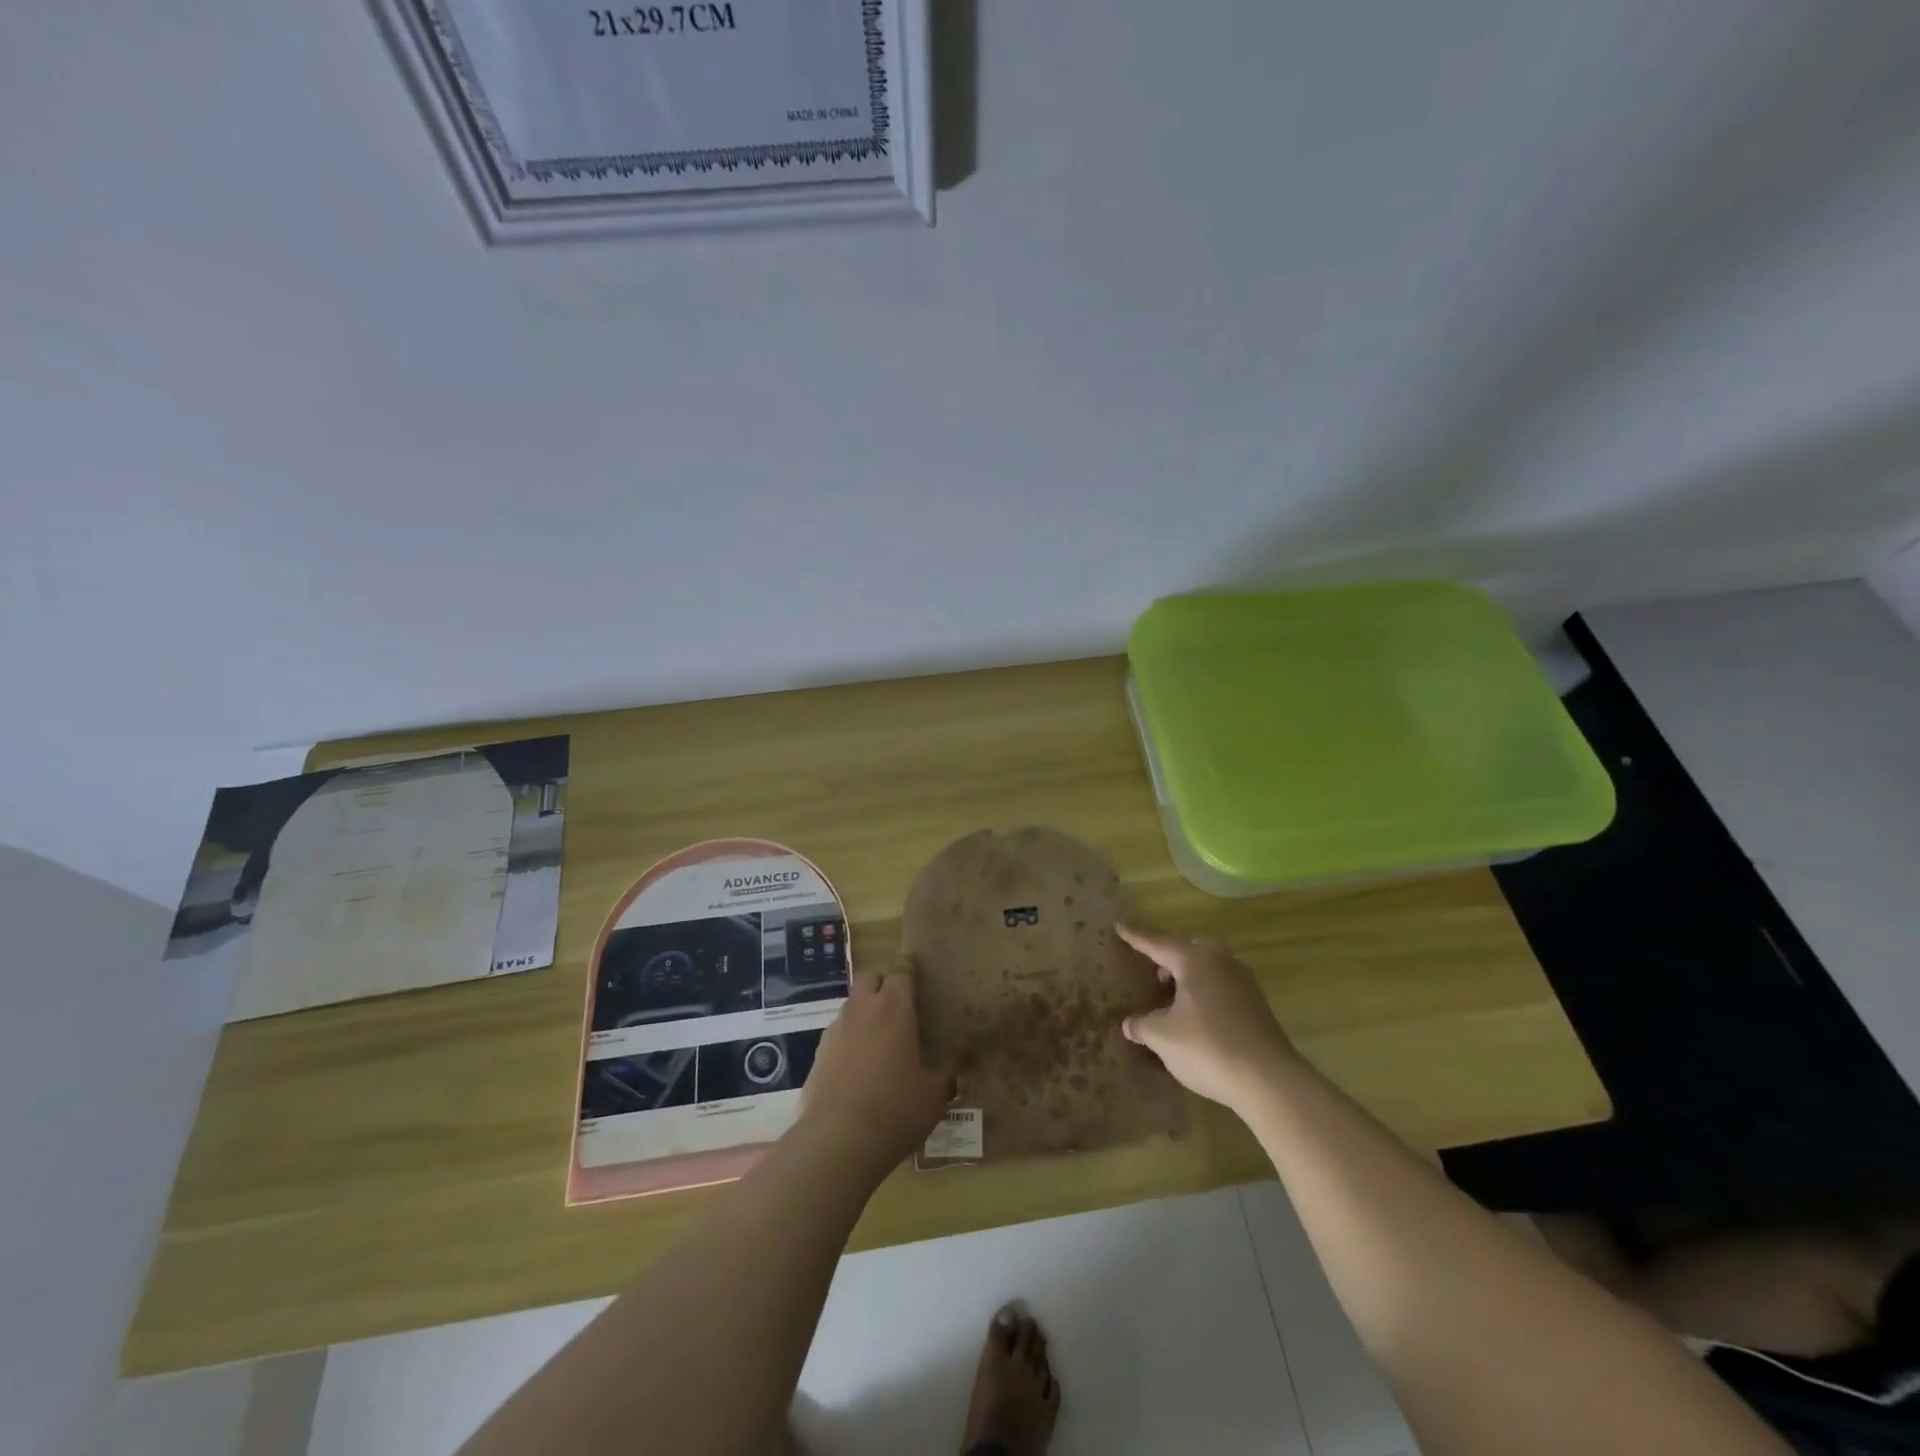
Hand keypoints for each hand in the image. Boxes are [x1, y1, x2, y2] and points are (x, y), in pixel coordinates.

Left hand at [800, 960, 952, 1178]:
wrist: (837, 1141)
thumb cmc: (895, 1109)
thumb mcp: (932, 1097)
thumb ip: (942, 1079)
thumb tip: (950, 1077)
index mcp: (894, 1008)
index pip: (902, 971)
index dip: (910, 968)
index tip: (917, 969)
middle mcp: (862, 1010)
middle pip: (870, 978)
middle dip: (883, 983)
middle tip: (899, 1005)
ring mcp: (835, 1031)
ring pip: (851, 1006)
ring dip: (865, 1012)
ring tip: (880, 1039)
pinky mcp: (817, 1056)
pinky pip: (837, 1035)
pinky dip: (849, 1041)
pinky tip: (859, 1067)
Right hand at [1118, 923, 1296, 1110]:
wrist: (1269, 1080)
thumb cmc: (1208, 1048)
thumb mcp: (1162, 1038)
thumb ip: (1142, 1025)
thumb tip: (1130, 1023)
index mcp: (1194, 960)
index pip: (1157, 943)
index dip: (1136, 937)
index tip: (1120, 925)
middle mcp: (1220, 962)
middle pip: (1190, 948)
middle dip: (1170, 956)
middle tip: (1154, 972)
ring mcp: (1243, 982)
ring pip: (1210, 967)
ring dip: (1190, 977)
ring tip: (1173, 1000)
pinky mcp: (1256, 1005)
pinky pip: (1222, 986)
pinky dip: (1206, 993)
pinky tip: (1197, 1018)